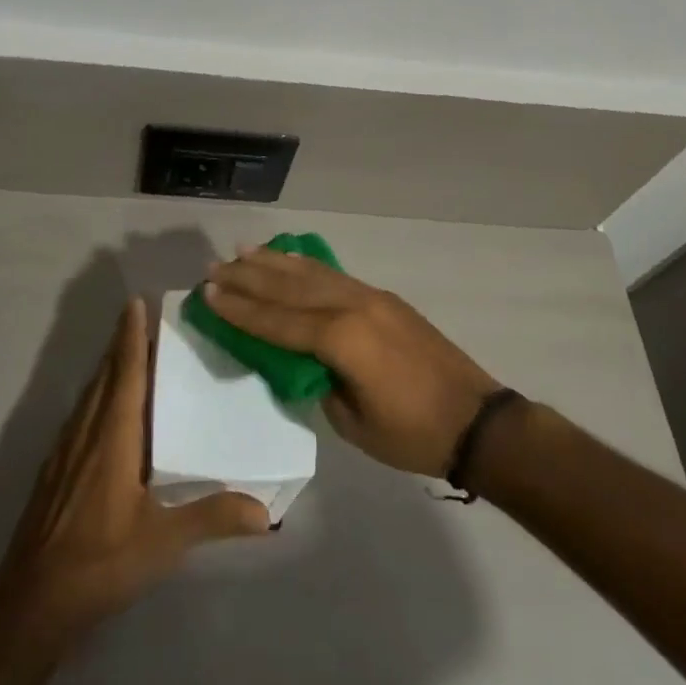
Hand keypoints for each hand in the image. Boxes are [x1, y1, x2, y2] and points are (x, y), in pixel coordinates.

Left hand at [0, 298, 269, 652]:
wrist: (33, 600)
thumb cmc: (100, 561)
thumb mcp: (163, 542)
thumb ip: (212, 519)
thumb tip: (266, 512)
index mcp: (113, 439)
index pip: (125, 375)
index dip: (131, 338)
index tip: (135, 303)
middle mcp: (86, 434)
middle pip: (105, 377)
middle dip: (121, 346)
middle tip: (142, 320)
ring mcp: (65, 453)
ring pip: (89, 396)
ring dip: (108, 370)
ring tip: (129, 356)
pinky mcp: (54, 472)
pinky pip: (80, 417)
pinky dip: (96, 398)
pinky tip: (105, 413)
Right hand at [205, 249, 503, 476]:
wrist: (477, 421)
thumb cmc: (412, 433)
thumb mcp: (352, 422)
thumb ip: (319, 383)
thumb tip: (300, 362)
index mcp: (341, 339)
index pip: (278, 321)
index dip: (240, 310)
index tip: (208, 294)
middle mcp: (353, 307)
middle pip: (290, 288)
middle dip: (248, 277)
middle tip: (214, 267)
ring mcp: (372, 298)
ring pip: (312, 274)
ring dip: (275, 262)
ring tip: (243, 251)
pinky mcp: (386, 299)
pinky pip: (336, 276)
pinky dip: (308, 266)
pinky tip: (292, 259)